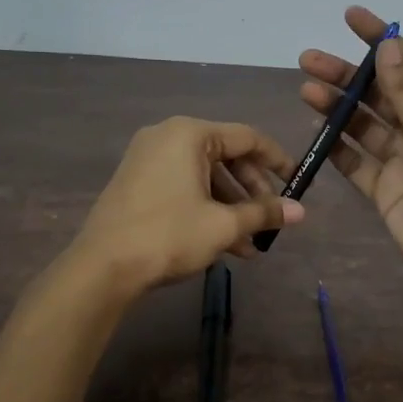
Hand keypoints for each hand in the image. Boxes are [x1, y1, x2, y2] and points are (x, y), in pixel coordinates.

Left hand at [71, 117, 303, 298]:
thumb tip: (301, 211)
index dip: (277, 160)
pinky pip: (184, 185)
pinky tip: (224, 244)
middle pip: (226, 156)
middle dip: (252, 190)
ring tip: (250, 244)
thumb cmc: (168, 235)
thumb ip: (263, 213)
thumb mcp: (223, 225)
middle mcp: (167, 136)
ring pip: (205, 175)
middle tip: (270, 219)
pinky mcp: (137, 182)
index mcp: (189, 134)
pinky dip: (206, 208)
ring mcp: (148, 158)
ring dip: (231, 206)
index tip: (297, 182)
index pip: (247, 137)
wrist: (102, 268)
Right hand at [299, 6, 402, 333]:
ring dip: (337, 107)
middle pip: (379, 93)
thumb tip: (387, 48)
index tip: (350, 17)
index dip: (379, 40)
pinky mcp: (383, 188)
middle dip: (346, 76)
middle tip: (309, 60)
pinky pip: (355, 160)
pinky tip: (316, 129)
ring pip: (363, 125)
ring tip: (306, 90)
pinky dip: (336, 145)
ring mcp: (401, 159)